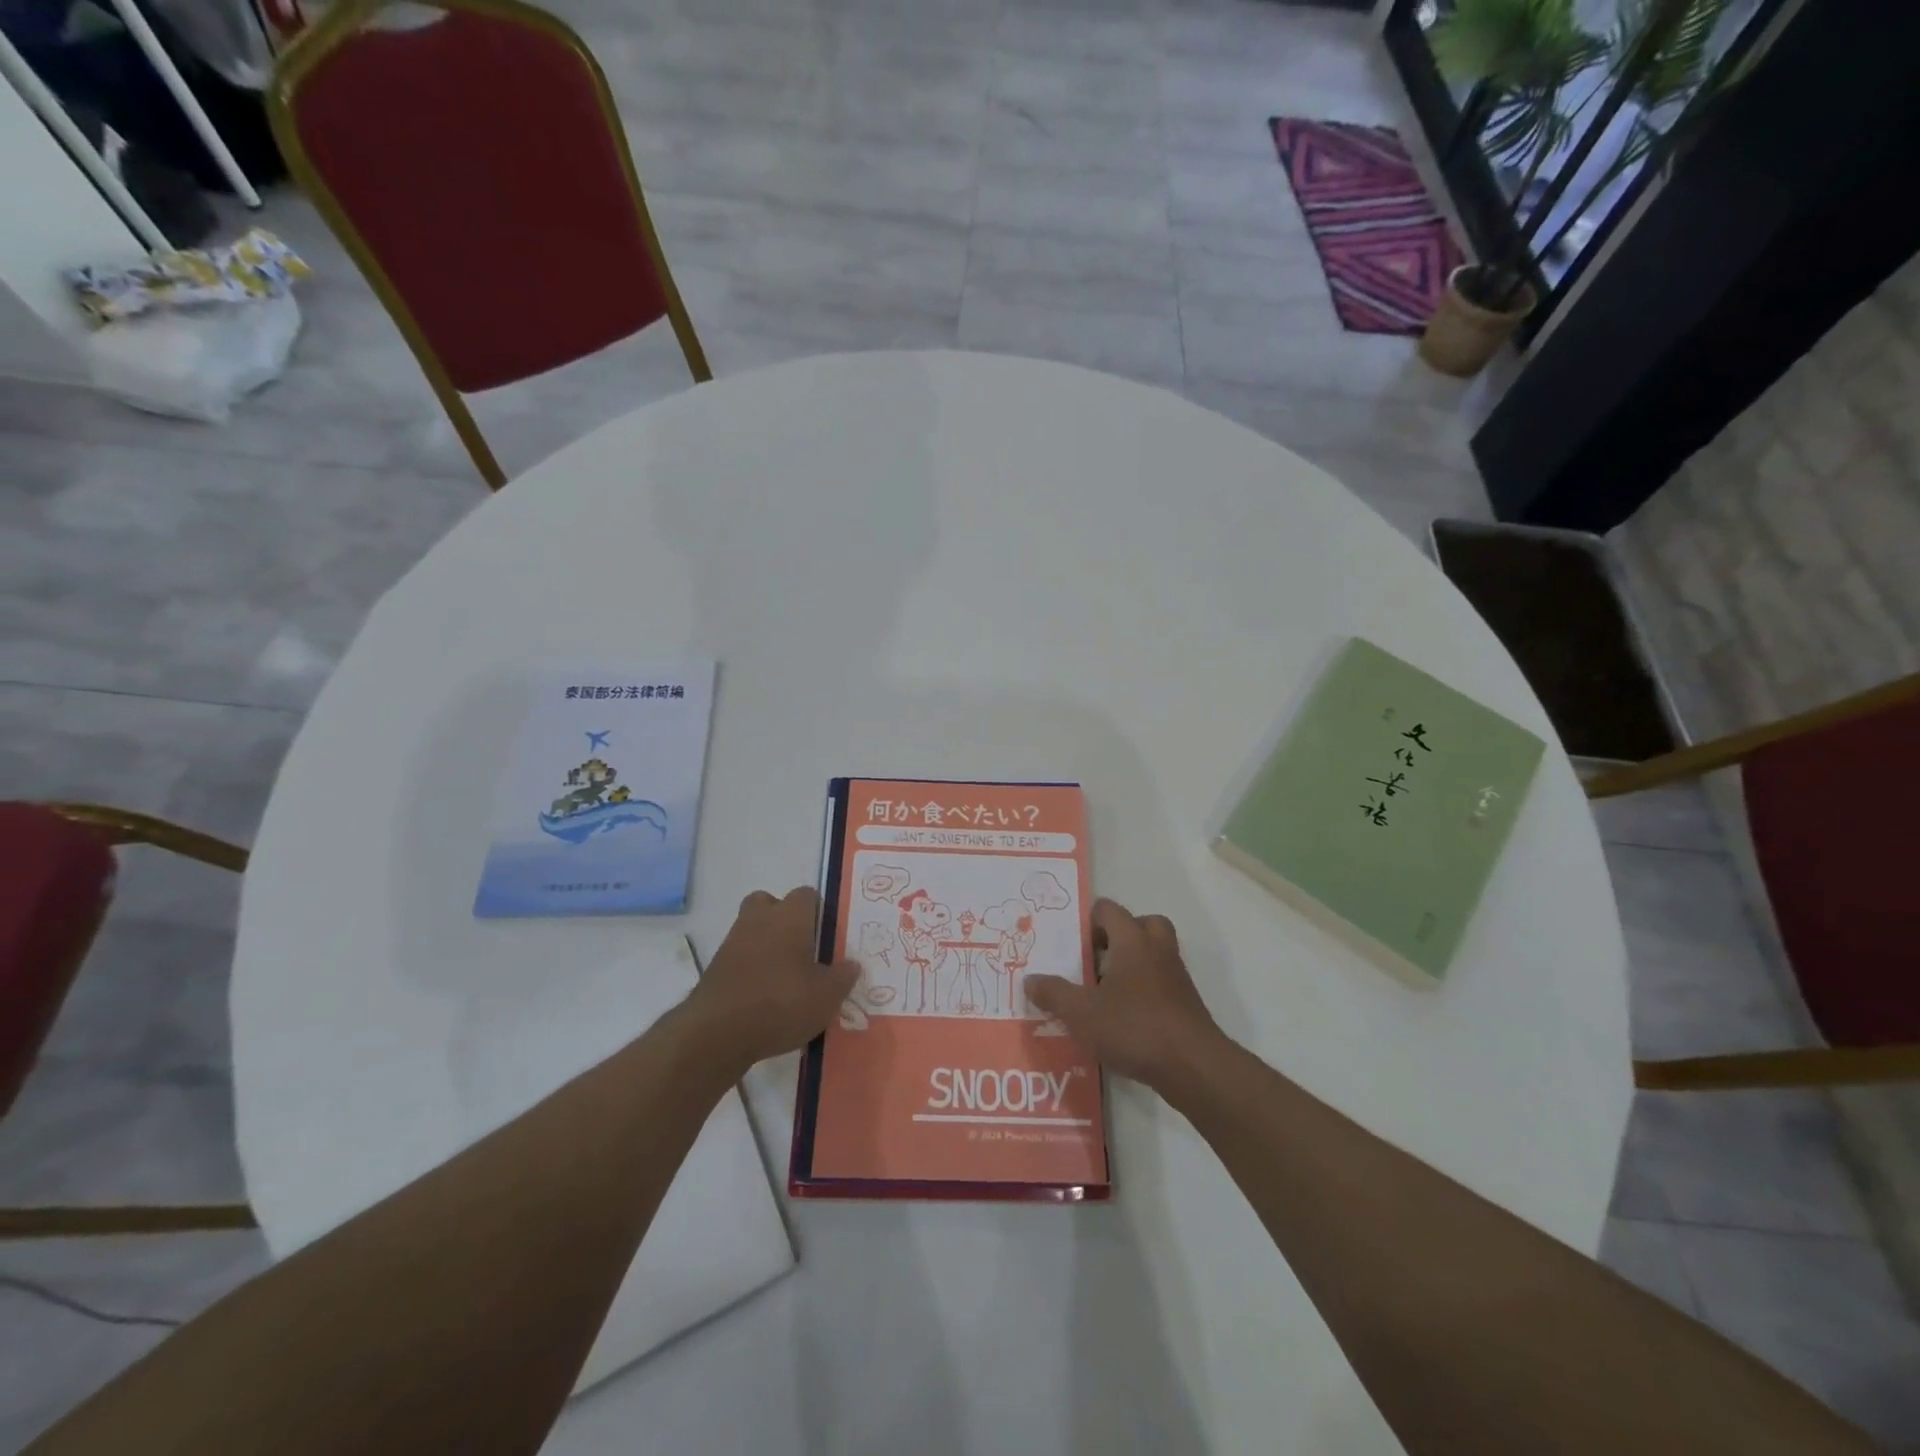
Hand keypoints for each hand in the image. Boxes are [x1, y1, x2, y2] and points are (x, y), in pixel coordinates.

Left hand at [682, 887, 857, 1072]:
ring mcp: (732, 943)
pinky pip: (740, 959)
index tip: (829, 935)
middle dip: (784, 920)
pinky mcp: (715, 970)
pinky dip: (751, 971)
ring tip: (787, 978)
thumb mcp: (826, 996)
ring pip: (753, 931)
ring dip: (767, 946)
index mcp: (790, 916)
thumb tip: (851, 964)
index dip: (819, 911)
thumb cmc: (780, 1002)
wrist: (716, 1033)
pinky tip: (766, 999)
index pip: (807, 895)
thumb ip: (843, 977)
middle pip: (771, 904)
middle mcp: (759, 919)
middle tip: (803, 948)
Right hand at [1025, 899, 1225, 1096]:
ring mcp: (1176, 977)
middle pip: (1142, 924)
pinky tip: (1124, 1018)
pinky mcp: (1186, 1004)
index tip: (1071, 945)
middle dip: (1118, 937)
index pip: (1109, 910)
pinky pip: (1162, 982)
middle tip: (1096, 960)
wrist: (1193, 1066)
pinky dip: (1144, 991)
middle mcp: (1158, 950)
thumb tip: (1029, 979)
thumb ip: (1054, 993)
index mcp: (1132, 940)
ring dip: (1132, 964)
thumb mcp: (1081, 1013)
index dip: (1088, 920)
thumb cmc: (1134, 1027)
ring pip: (1154, 954)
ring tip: (1105, 991)